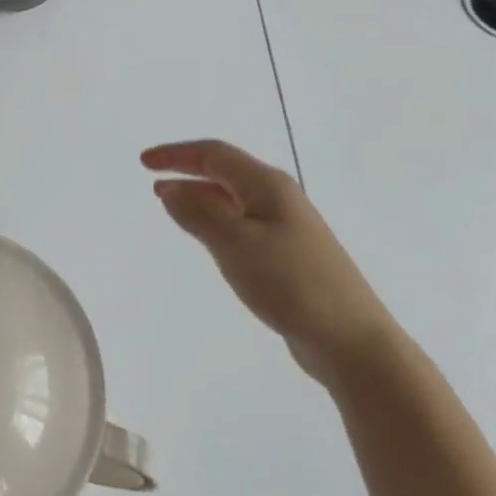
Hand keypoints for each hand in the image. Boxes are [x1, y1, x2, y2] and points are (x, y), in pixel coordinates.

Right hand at [141, 140, 396, 384]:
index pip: (214, 155)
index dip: (176, 155)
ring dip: (201, 197)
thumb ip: (199, 213)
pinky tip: (208, 238)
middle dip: (187, 172)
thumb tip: (170, 189)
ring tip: (171, 205)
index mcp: (268, 185)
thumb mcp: (235, 244)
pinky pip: (243, 224)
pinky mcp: (290, 255)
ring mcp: (288, 227)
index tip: (143, 163)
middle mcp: (279, 198)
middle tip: (153, 182)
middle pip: (226, 173)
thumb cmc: (291, 283)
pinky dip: (217, 221)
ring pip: (234, 199)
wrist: (352, 340)